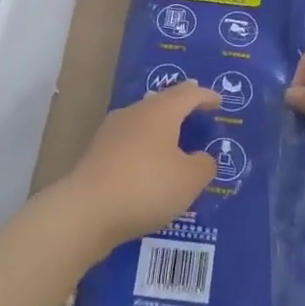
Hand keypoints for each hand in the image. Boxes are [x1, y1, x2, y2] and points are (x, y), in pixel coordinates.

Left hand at [61, 82, 222, 251]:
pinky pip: (129, 142)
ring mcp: (111, 132)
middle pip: (161, 102)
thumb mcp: (189, 180)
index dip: (206, 96)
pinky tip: (147, 163)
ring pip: (142, 120)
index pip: (188, 94)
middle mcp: (134, 113)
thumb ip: (204, 165)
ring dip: (160, 127)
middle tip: (195, 109)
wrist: (86, 211)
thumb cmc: (147, 187)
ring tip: (173, 137)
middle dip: (180, 106)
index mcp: (160, 111)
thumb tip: (202, 158)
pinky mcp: (96, 154)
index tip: (218, 102)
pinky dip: (144, 146)